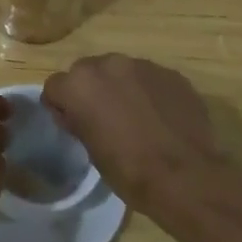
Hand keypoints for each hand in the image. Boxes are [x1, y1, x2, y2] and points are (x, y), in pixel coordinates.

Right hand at [42, 55, 241, 238]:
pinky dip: (149, 92)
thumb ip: (79, 120)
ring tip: (136, 117)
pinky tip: (161, 117)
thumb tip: (78, 113)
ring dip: (121, 88)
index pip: (55, 86)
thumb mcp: (90, 149)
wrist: (186, 177)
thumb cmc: (129, 170)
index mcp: (79, 85)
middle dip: (91, 90)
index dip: (61, 106)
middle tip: (104, 118)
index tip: (72, 124)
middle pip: (87, 72)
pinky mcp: (171, 74)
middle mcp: (107, 64)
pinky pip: (150, 79)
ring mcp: (143, 65)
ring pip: (121, 71)